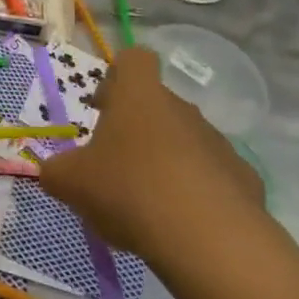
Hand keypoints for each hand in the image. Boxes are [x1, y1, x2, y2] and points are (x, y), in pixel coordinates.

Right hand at [40, 46, 264, 272]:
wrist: (210, 240)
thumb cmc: (129, 190)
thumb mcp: (72, 183)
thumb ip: (56, 172)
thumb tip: (54, 172)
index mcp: (139, 95)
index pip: (134, 59)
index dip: (117, 77)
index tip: (103, 108)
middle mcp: (181, 107)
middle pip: (157, 104)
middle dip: (137, 130)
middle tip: (117, 167)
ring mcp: (217, 142)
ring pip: (185, 141)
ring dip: (167, 162)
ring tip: (149, 206)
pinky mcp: (244, 179)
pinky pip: (213, 177)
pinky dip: (198, 195)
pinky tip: (184, 227)